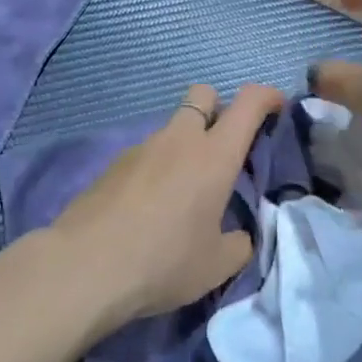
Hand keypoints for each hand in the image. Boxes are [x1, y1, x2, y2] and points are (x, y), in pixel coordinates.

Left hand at [47, 82, 285, 326]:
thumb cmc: (163, 261)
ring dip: (185, 145)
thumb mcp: (217, 264)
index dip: (267, 96)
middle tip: (224, 149)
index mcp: (214, 156)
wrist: (85, 266)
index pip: (247, 103)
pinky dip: (157, 167)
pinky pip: (146, 153)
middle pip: (202, 95)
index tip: (277, 108)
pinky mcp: (112, 165)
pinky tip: (150, 207)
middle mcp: (178, 140)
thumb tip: (238, 234)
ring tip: (184, 193)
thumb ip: (239, 243)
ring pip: (172, 128)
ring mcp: (140, 148)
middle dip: (219, 108)